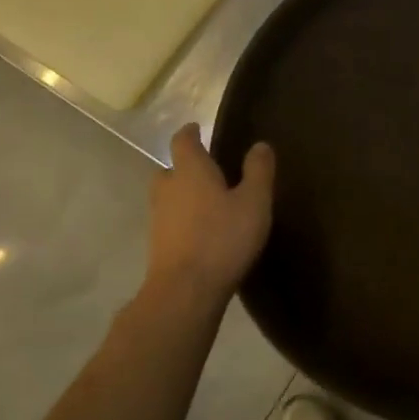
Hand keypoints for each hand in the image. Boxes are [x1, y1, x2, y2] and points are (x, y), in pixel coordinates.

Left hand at [143, 124, 274, 311]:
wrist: (185, 291)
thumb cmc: (223, 238)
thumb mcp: (254, 202)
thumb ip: (258, 171)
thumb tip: (260, 145)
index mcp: (190, 170)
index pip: (183, 141)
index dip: (190, 133)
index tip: (197, 128)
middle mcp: (168, 188)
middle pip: (170, 169)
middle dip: (185, 166)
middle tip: (208, 170)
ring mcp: (158, 218)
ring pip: (168, 196)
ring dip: (183, 194)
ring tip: (208, 202)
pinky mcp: (158, 245)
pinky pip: (170, 220)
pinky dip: (183, 219)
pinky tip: (202, 231)